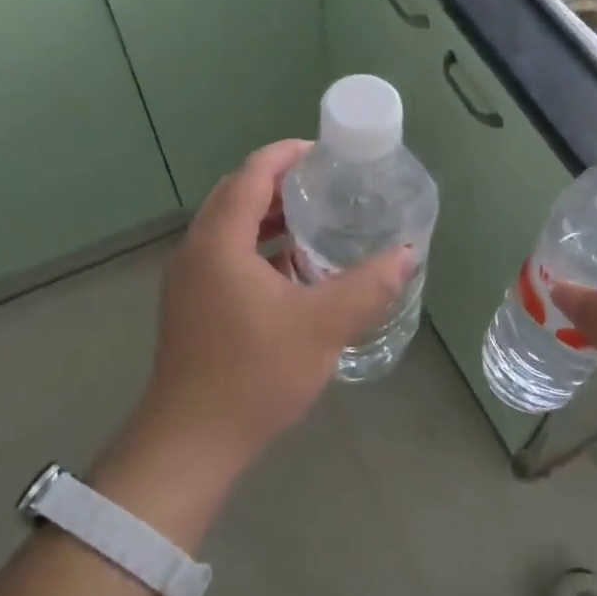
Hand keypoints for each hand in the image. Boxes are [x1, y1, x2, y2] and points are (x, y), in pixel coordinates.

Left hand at [111, 141, 414, 484]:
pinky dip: (260, 249)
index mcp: (220, 242)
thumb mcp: (323, 326)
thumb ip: (368, 286)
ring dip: (270, 219)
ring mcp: (189, 282)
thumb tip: (407, 255)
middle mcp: (197, 252)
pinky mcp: (192, 308)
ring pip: (231, 230)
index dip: (287, 155)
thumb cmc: (255, 374)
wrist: (192, 443)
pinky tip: (294, 273)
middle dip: (281, 184)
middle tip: (328, 185)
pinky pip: (227, 257)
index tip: (325, 152)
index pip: (251, 175)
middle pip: (237, 197)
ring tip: (317, 223)